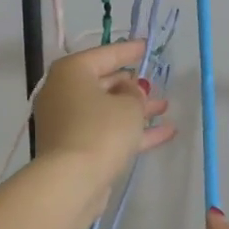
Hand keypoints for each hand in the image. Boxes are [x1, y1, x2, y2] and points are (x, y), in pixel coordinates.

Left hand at [34, 40, 172, 194]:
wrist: (72, 182)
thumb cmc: (101, 130)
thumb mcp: (129, 105)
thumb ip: (135, 93)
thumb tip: (130, 91)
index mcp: (72, 72)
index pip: (105, 54)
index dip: (129, 50)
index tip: (146, 46)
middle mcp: (63, 93)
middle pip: (103, 83)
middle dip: (132, 85)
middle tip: (154, 84)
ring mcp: (67, 122)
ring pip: (106, 110)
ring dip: (135, 109)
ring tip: (165, 107)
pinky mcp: (74, 148)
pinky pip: (106, 132)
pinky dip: (131, 131)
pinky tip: (164, 133)